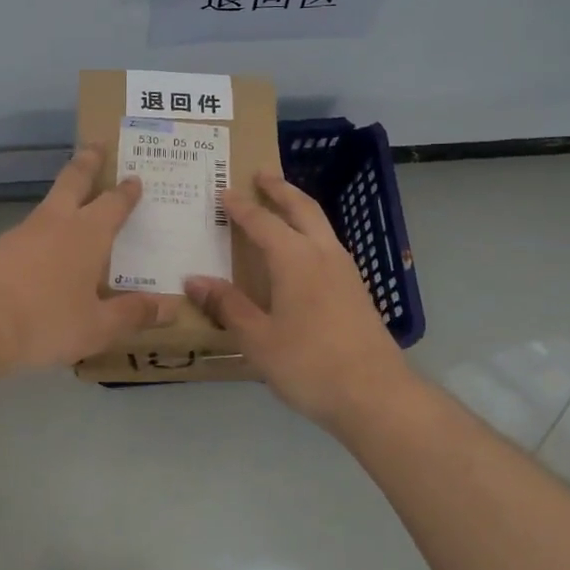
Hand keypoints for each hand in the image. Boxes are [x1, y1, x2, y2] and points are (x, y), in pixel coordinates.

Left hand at [0, 146, 177, 368]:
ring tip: (74, 200)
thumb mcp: (97, 326)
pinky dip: (44, 228)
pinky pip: (31, 229)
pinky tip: (45, 246)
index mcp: (88, 233)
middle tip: (96, 145)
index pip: (114, 203)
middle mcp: (56, 222)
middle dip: (88, 162)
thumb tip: (171, 308)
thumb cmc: (46, 320)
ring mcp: (23, 232)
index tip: (135, 178)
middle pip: (74, 180)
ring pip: (49, 202)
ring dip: (64, 194)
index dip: (127, 191)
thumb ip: (133, 314)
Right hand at [186, 169, 414, 428]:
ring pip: (321, 224)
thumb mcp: (258, 339)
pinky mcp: (357, 290)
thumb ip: (227, 306)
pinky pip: (329, 245)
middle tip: (261, 173)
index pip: (262, 222)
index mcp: (295, 259)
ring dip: (299, 207)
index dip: (240, 207)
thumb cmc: (309, 364)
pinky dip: (310, 232)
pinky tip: (303, 252)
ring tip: (282, 205)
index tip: (223, 192)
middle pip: (302, 208)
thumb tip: (194, 280)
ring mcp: (346, 271)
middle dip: (280, 188)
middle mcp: (323, 254)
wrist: (376, 395)